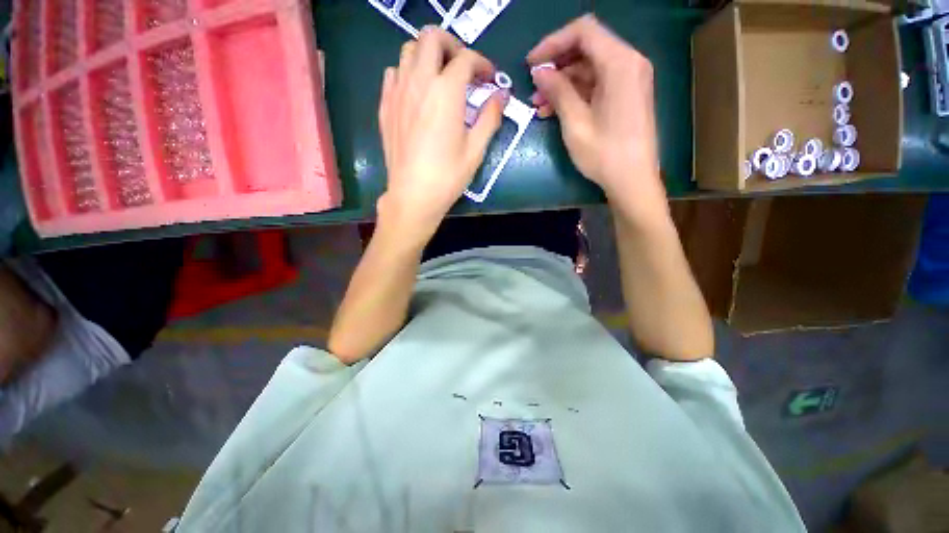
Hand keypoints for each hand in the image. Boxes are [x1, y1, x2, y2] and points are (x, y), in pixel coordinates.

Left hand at [378, 27, 505, 243]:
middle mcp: (419, 82)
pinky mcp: (385, 106)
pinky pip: (393, 73)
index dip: (482, 64)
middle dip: (452, 46)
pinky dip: (408, 73)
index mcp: (445, 92)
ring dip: (428, 56)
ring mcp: (397, 92)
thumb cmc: (448, 177)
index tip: (489, 79)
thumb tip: (500, 97)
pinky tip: (418, 95)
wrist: (414, 196)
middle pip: (431, 37)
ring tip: (440, 80)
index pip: (466, 59)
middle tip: (463, 69)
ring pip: (409, 51)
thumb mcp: (476, 150)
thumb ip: (490, 117)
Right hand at [527, 15, 666, 226]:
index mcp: (620, 63)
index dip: (553, 43)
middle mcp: (629, 62)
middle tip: (533, 88)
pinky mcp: (627, 95)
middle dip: (556, 66)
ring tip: (539, 105)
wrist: (632, 180)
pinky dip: (575, 94)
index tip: (531, 64)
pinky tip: (555, 111)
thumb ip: (558, 91)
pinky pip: (597, 84)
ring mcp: (630, 79)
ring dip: (562, 83)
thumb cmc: (604, 154)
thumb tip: (540, 72)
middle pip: (586, 48)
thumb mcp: (575, 123)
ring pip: (589, 68)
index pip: (583, 31)